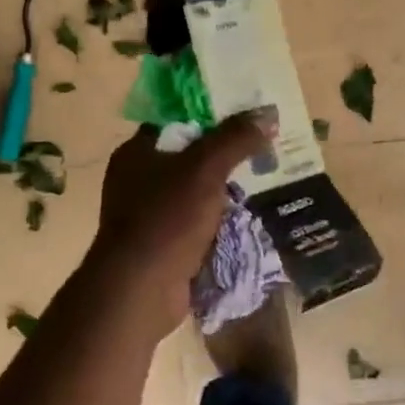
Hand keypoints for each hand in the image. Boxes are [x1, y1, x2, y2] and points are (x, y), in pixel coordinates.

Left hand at [88, 116, 273, 326]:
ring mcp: (149, 216)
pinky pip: (197, 224)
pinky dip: (219, 222)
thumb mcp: (205, 169)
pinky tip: (248, 218)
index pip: (177, 121)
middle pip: (189, 157)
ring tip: (265, 181)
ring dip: (225, 191)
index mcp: (137, 152)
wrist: (140, 291)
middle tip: (263, 149)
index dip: (211, 115)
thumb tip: (268, 113)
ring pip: (195, 193)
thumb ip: (236, 138)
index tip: (247, 117)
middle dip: (225, 156)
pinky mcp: (162, 246)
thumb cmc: (167, 219)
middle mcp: (138, 180)